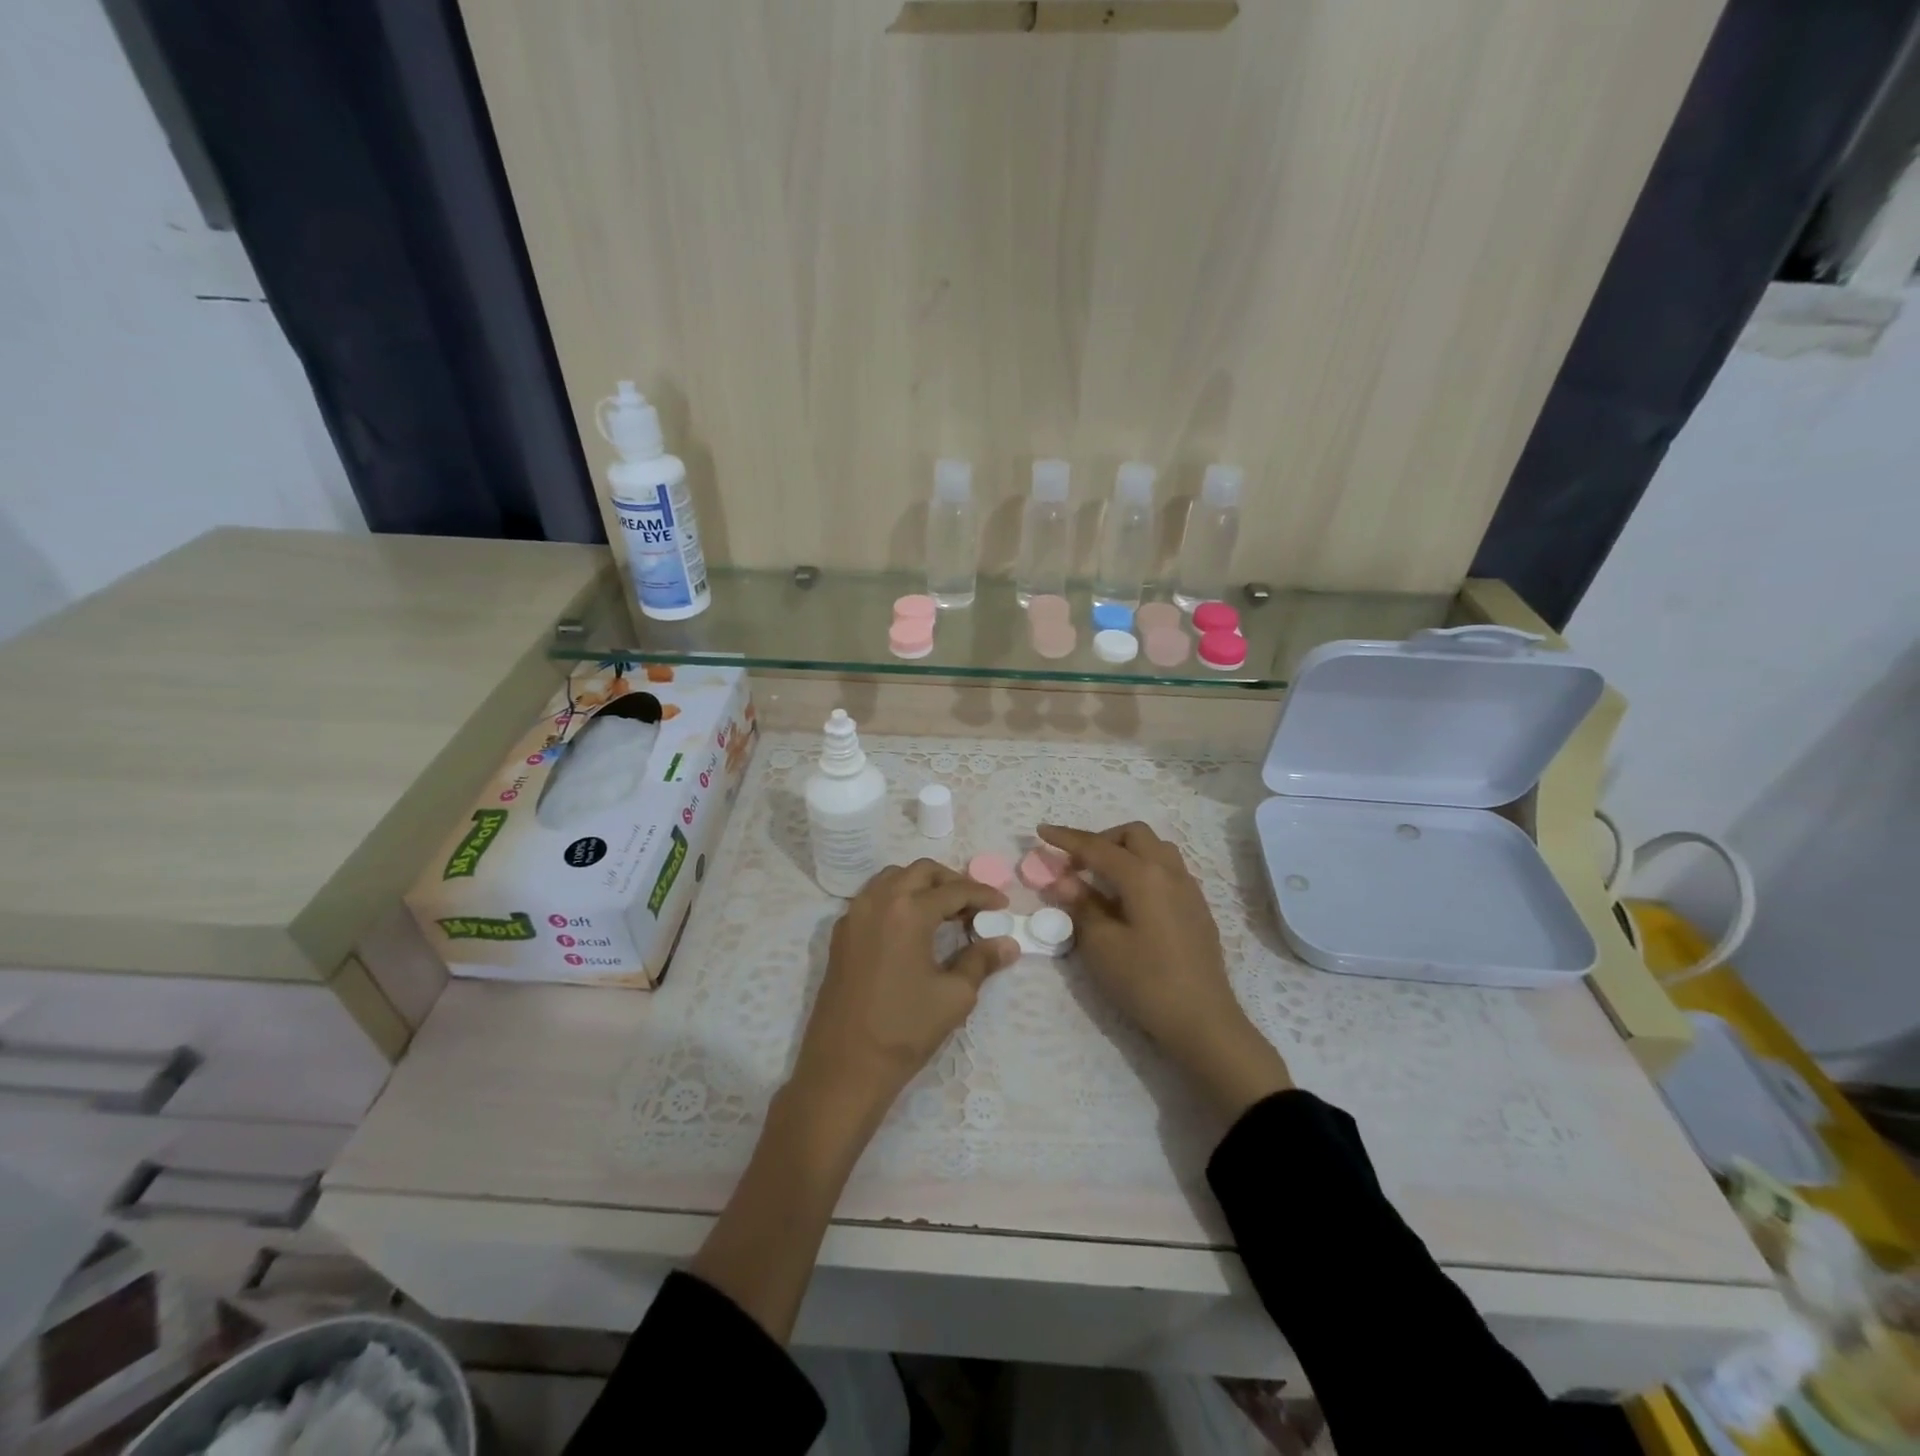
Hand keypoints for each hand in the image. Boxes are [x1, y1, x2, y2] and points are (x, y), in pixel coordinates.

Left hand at [787, 859, 1019, 1142]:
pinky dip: (897, 899)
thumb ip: (981, 961)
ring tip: (944, 913)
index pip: (954, 890)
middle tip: (973, 906)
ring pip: (893, 878)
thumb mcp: (954, 996)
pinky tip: (912, 928)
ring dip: (921, 886)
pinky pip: (872, 898)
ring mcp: (853, 915)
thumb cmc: (905, 1030)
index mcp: (908, 911)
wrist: (845, 1066)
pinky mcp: (840, 934)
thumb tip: (1008, 944)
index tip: (1003, 906)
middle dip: (951, 882)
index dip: (982, 895)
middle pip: (921, 872)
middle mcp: (877, 901)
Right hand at [1039, 823, 1290, 1120]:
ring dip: (1126, 852)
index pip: (1097, 847)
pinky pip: (1168, 870)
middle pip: (1133, 835)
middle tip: (1078, 864)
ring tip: (1104, 879)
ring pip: (1156, 849)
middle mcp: (1169, 871)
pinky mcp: (1197, 908)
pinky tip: (1131, 900)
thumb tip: (1064, 881)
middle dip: (1102, 840)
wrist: (1202, 1020)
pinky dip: (1144, 869)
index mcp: (1143, 875)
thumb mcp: (1101, 945)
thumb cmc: (1145, 981)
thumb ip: (1081, 905)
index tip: (1042, 831)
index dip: (1066, 838)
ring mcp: (1189, 889)